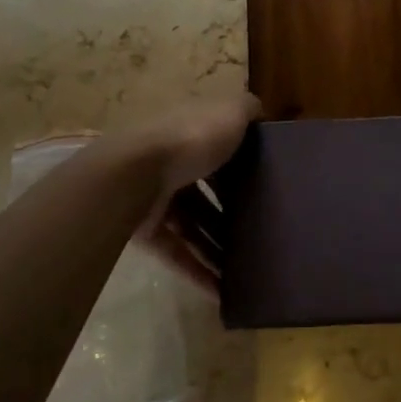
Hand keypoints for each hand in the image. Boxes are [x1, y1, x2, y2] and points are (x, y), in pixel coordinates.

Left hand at [124, 92, 259, 293]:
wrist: (133, 174)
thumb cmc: (190, 139)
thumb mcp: (230, 113)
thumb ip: (247, 110)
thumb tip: (260, 112)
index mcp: (190, 133)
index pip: (219, 148)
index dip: (243, 165)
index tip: (268, 184)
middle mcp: (171, 163)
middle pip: (206, 192)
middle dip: (231, 214)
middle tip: (261, 233)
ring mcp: (155, 198)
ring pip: (193, 226)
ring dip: (217, 248)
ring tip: (246, 271)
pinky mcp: (145, 231)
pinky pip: (176, 252)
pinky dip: (197, 270)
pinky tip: (221, 291)